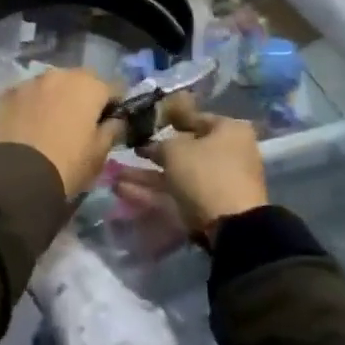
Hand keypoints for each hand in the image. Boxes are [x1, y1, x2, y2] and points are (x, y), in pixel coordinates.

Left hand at [0, 68, 122, 196]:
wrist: (17, 176)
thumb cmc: (68, 165)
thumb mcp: (100, 153)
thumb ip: (113, 130)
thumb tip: (116, 120)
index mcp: (90, 86)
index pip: (115, 87)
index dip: (115, 105)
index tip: (111, 121)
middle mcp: (61, 74)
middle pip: (81, 81)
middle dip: (84, 96)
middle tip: (80, 123)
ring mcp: (31, 81)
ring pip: (52, 84)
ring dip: (56, 97)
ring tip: (51, 123)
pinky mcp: (8, 93)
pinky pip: (27, 95)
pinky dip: (31, 104)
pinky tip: (28, 125)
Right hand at [116, 95, 266, 241]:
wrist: (231, 227)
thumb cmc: (205, 173)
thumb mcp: (175, 150)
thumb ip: (159, 144)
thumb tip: (151, 146)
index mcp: (229, 131)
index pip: (194, 117)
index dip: (166, 119)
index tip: (143, 123)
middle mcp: (228, 153)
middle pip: (184, 149)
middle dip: (151, 153)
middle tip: (126, 150)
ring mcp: (218, 182)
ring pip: (176, 174)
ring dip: (146, 175)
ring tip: (114, 174)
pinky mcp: (208, 207)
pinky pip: (177, 194)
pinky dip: (153, 192)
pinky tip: (123, 190)